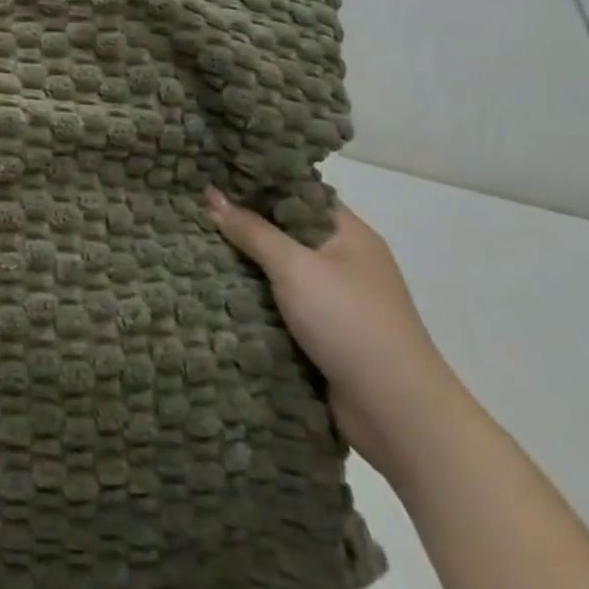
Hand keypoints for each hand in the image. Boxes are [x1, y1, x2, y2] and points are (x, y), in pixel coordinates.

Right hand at [205, 188, 466, 481]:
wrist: (395, 411)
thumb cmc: (349, 322)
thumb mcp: (295, 267)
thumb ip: (251, 230)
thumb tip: (210, 194)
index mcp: (349, 235)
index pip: (299, 193)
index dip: (259, 183)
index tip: (214, 176)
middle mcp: (345, 261)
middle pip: (286, 231)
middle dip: (243, 224)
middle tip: (193, 209)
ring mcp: (335, 300)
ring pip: (279, 270)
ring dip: (244, 264)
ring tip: (193, 245)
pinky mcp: (323, 334)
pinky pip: (280, 304)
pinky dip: (253, 298)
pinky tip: (215, 289)